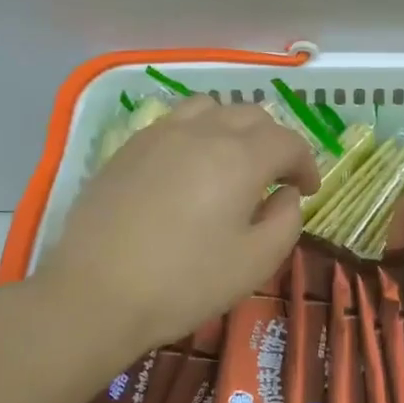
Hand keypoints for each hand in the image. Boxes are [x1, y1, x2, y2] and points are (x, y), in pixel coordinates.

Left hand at [33, 97, 319, 356]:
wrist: (96, 294)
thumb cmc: (186, 283)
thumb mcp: (256, 262)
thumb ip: (286, 221)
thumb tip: (286, 194)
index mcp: (240, 157)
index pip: (288, 141)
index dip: (306, 163)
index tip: (307, 190)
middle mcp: (202, 131)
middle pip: (251, 115)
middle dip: (274, 142)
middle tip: (276, 177)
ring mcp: (160, 134)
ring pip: (210, 108)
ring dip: (233, 128)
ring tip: (232, 161)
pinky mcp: (128, 147)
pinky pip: (174, 122)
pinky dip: (197, 133)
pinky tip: (189, 167)